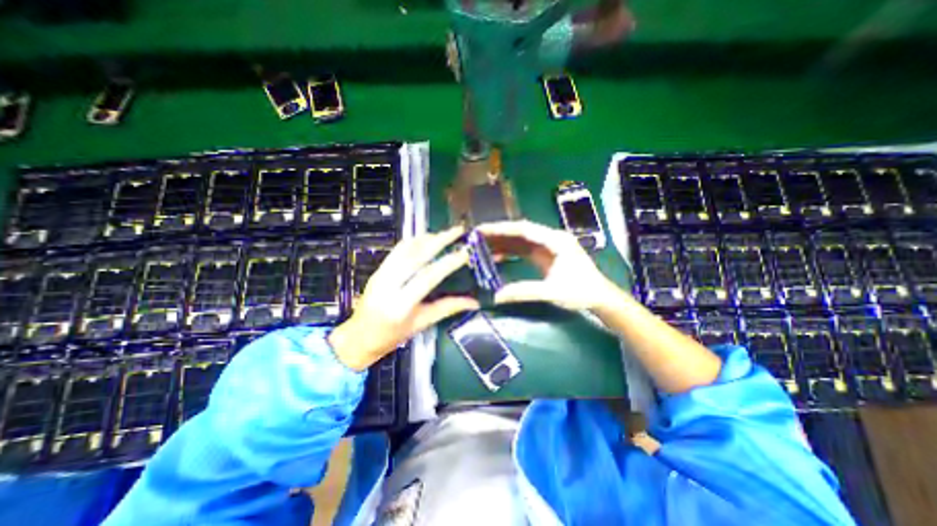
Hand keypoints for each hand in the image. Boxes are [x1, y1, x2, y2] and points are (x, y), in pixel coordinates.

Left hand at [329, 227, 479, 368]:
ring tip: (445, 233)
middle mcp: (388, 285)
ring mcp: (380, 275)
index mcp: (400, 304)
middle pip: (416, 256)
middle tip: (457, 231)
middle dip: (439, 240)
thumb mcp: (422, 324)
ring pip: (405, 249)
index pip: (428, 277)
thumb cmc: (391, 336)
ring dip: (427, 238)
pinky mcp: (377, 270)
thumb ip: (448, 308)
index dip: (448, 263)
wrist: (359, 337)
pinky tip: (426, 239)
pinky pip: (397, 250)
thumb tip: (474, 302)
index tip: (464, 253)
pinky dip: (414, 241)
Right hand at [477, 219, 620, 309]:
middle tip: (476, 236)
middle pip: (520, 232)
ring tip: (481, 245)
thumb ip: (523, 291)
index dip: (501, 229)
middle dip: (498, 233)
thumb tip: (496, 295)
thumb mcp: (551, 292)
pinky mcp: (545, 255)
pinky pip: (523, 249)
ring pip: (520, 240)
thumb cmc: (580, 292)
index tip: (482, 230)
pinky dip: (510, 251)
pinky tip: (496, 256)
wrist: (600, 297)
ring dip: (502, 242)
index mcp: (555, 240)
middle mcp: (550, 238)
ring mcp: (548, 246)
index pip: (524, 229)